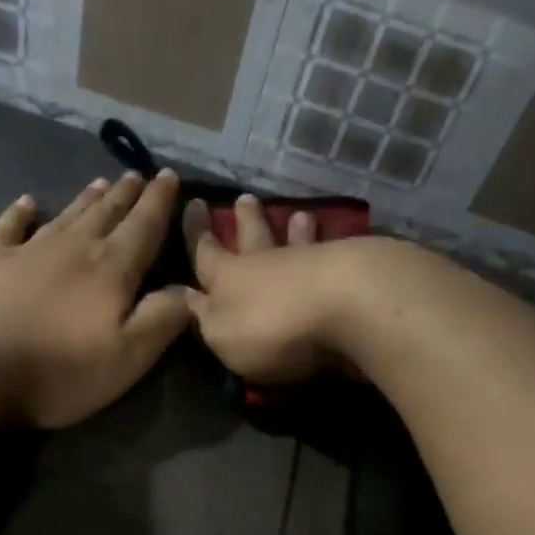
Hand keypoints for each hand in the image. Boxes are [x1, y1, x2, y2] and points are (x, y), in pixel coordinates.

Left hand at [0, 171, 190, 427]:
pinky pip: (8, 227)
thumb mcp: (128, 357)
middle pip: (105, 214)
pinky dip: (20, 213)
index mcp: (111, 270)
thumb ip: (162, 320)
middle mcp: (71, 248)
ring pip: (64, 216)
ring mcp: (25, 251)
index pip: (143, 228)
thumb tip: (189, 290)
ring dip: (85, 200)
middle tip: (137, 176)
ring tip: (101, 183)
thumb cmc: (58, 370)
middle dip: (125, 195)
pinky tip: (26, 203)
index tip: (169, 176)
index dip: (159, 203)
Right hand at [182, 195, 373, 383]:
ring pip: (295, 242)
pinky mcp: (347, 272)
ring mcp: (309, 263)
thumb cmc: (270, 327)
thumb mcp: (221, 334)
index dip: (197, 232)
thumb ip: (205, 318)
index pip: (205, 252)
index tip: (194, 204)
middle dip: (246, 221)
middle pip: (252, 238)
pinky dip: (328, 248)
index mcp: (227, 278)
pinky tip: (335, 244)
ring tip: (299, 214)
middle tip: (244, 199)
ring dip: (294, 229)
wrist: (345, 305)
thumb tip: (187, 298)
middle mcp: (265, 263)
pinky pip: (330, 254)